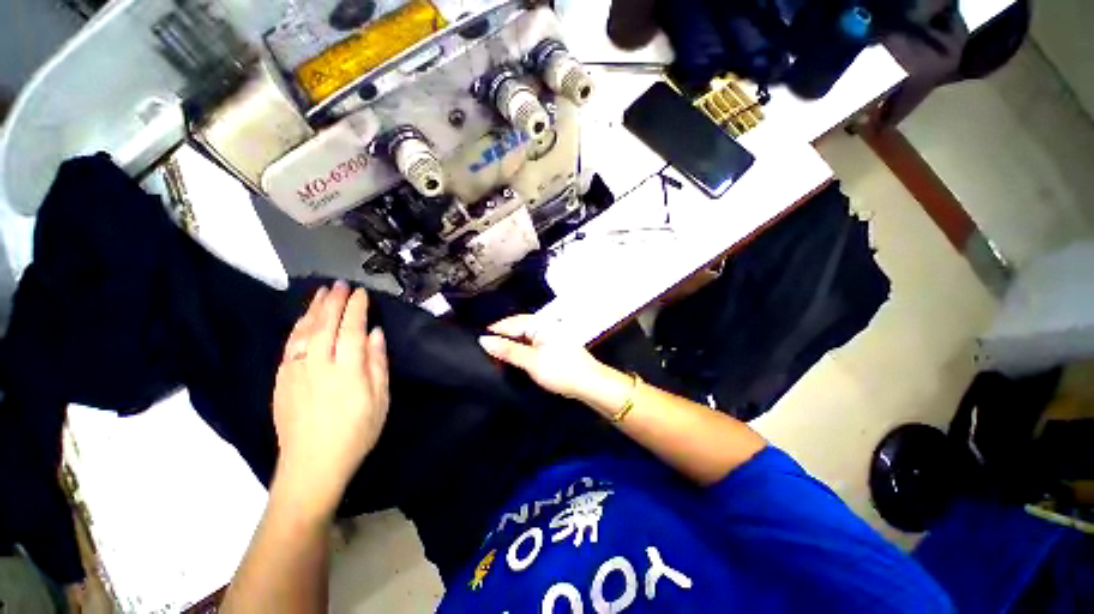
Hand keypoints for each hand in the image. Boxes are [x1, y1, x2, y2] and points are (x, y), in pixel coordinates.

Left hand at [272, 282, 388, 515]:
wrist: (312, 465)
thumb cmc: (356, 433)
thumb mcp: (380, 400)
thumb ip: (377, 364)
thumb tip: (376, 334)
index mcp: (347, 371)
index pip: (352, 330)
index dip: (356, 309)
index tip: (360, 293)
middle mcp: (319, 366)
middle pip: (325, 325)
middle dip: (333, 302)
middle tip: (339, 284)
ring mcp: (295, 372)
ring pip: (303, 333)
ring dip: (313, 310)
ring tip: (320, 294)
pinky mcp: (282, 382)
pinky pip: (289, 347)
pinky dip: (297, 329)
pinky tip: (302, 321)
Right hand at [478, 315, 607, 400]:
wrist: (589, 384)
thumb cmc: (561, 370)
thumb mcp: (531, 361)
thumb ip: (507, 350)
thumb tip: (483, 340)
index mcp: (540, 324)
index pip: (511, 323)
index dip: (494, 332)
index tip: (477, 342)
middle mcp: (544, 325)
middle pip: (516, 328)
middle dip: (501, 338)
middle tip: (484, 351)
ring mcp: (548, 336)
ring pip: (523, 337)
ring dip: (510, 345)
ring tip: (494, 356)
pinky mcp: (551, 346)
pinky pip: (530, 344)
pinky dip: (520, 350)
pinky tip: (512, 358)